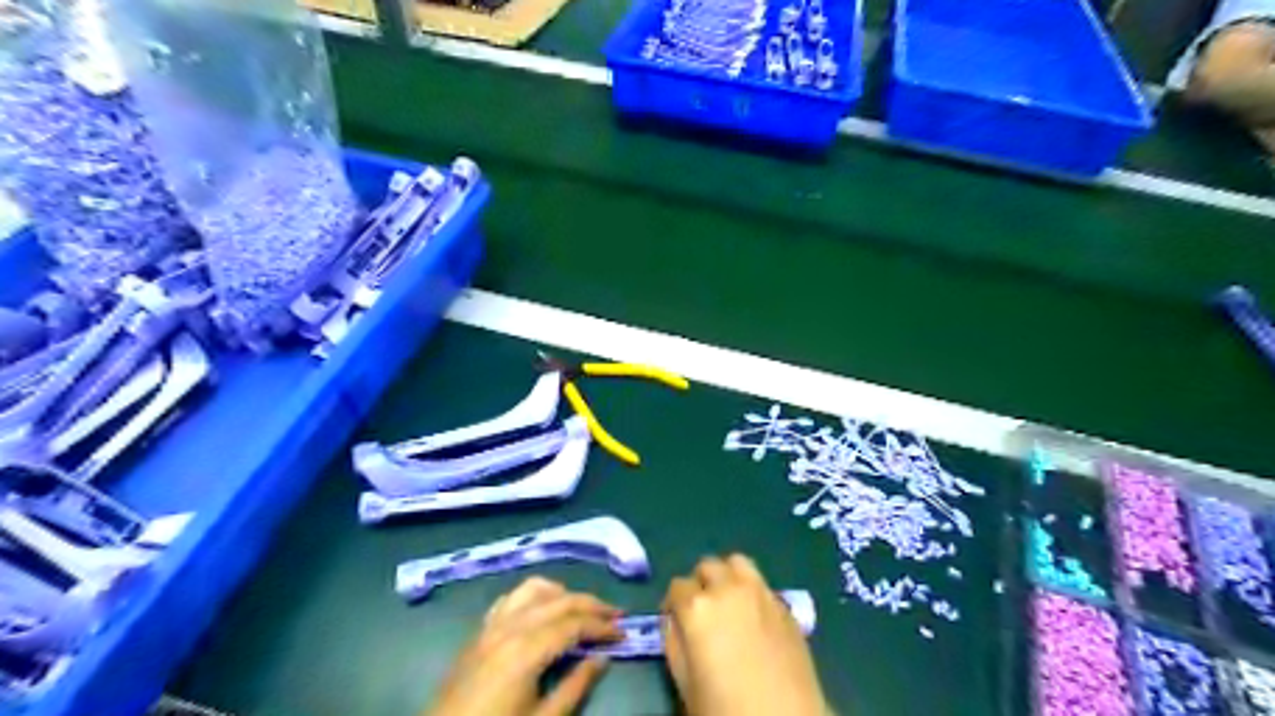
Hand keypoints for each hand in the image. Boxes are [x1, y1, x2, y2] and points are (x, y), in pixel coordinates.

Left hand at [428, 576, 623, 715]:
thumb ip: (576, 686)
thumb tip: (603, 658)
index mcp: (527, 649)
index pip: (575, 624)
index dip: (603, 626)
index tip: (624, 632)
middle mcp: (511, 626)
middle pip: (561, 600)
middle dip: (592, 604)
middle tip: (616, 614)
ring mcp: (493, 624)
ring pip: (535, 588)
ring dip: (563, 593)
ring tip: (581, 608)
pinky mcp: (480, 630)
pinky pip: (511, 597)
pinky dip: (534, 594)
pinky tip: (543, 608)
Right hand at [661, 558, 831, 715]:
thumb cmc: (725, 707)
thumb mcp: (683, 680)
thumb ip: (674, 641)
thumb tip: (675, 620)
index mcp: (697, 607)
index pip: (676, 586)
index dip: (672, 604)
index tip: (675, 621)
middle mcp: (728, 589)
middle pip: (707, 565)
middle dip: (699, 584)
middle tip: (701, 611)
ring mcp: (760, 593)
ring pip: (737, 562)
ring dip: (727, 576)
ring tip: (727, 602)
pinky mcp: (784, 605)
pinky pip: (761, 583)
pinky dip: (751, 590)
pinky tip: (753, 617)